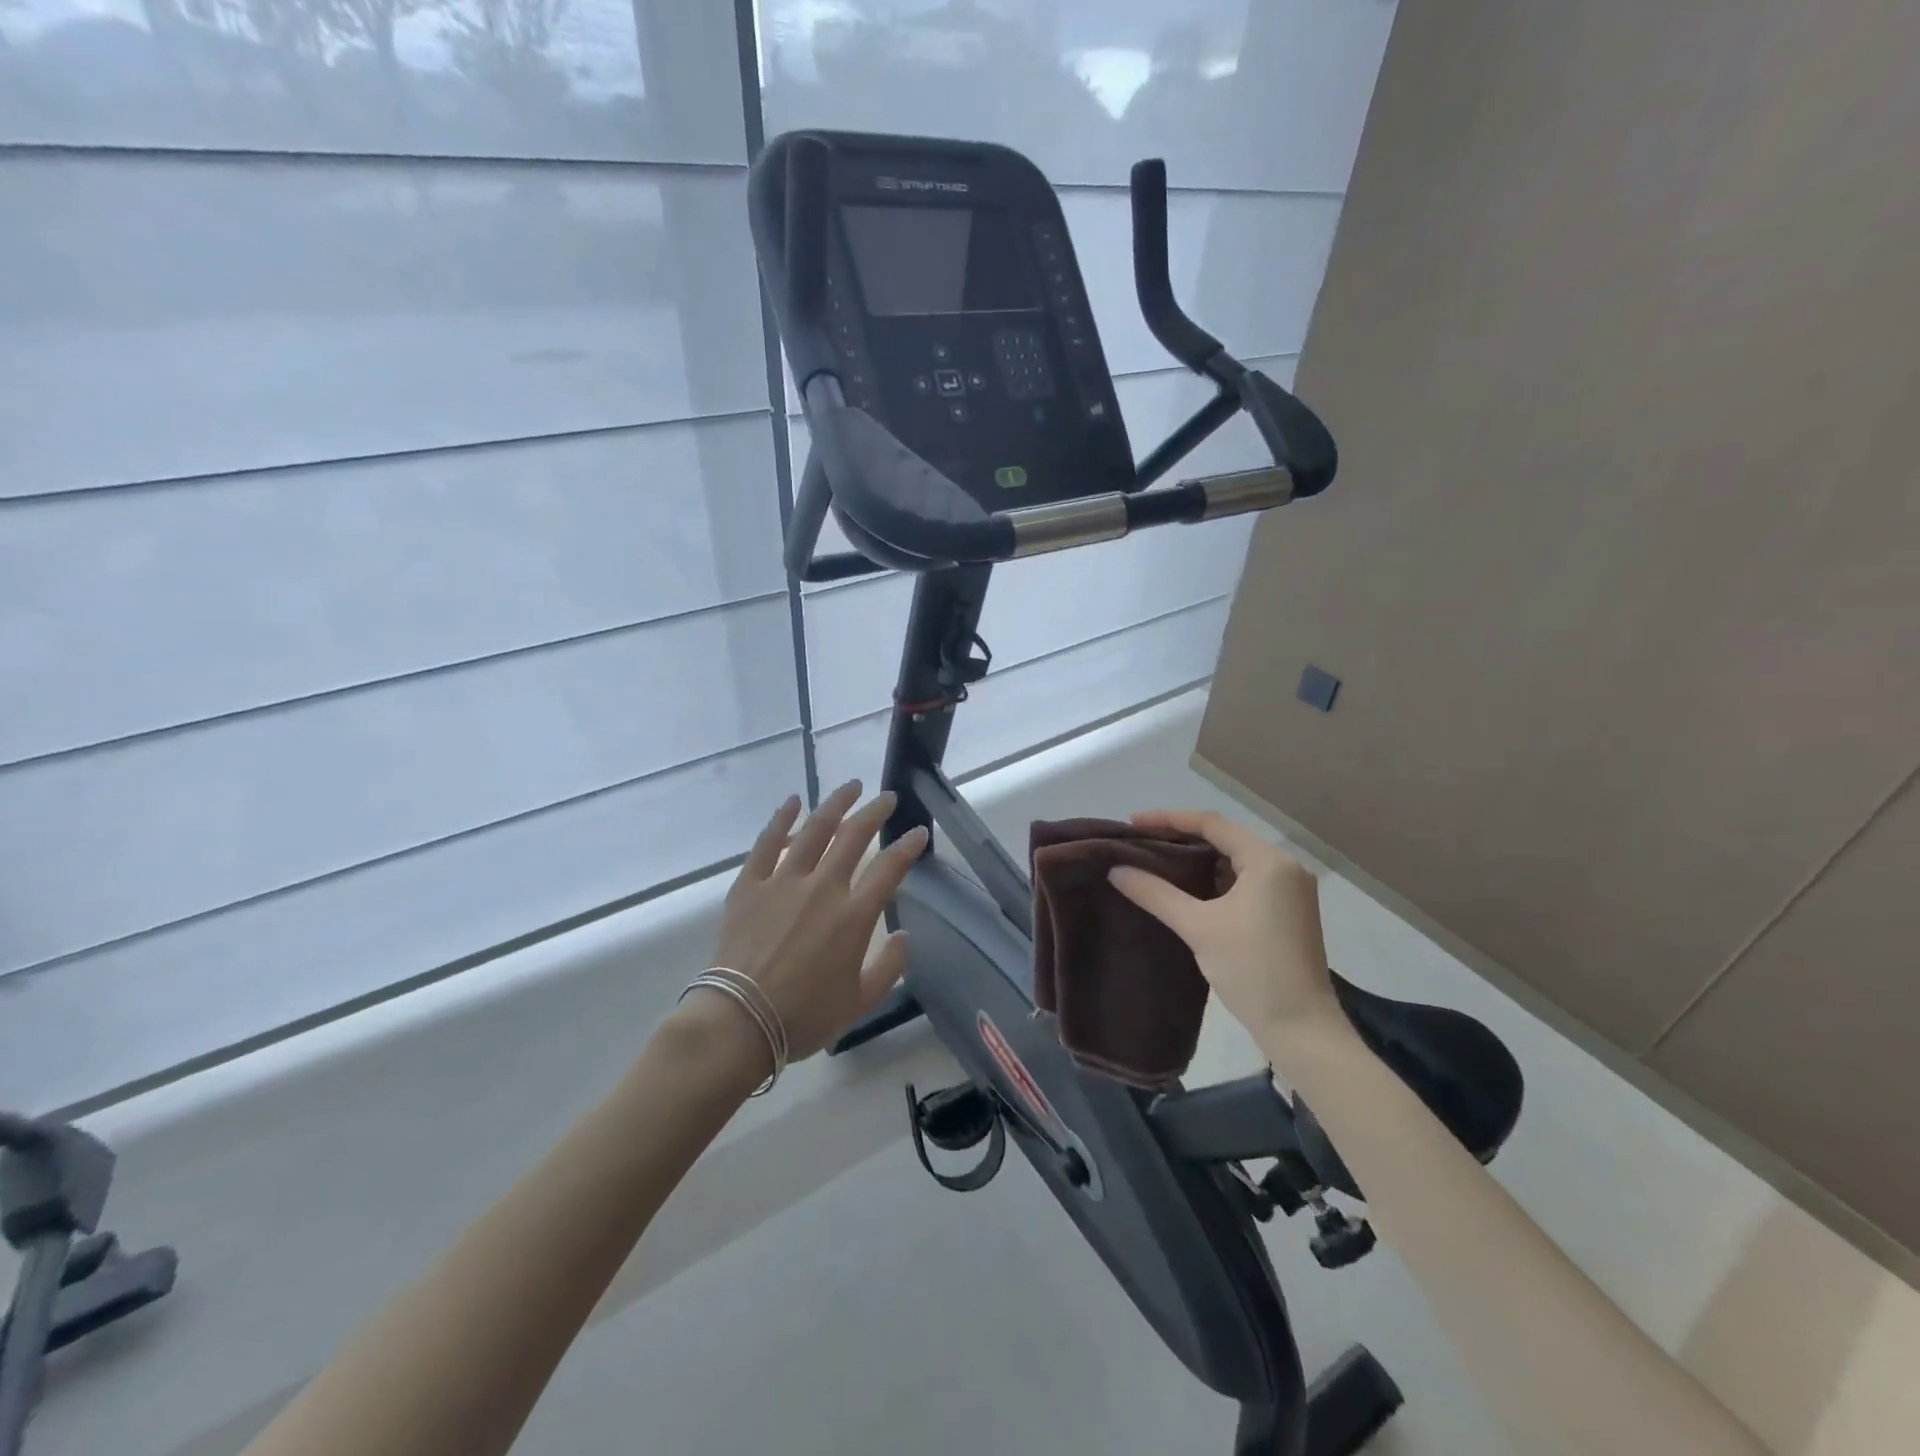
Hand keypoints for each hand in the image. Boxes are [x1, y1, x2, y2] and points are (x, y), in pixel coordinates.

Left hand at [701, 782, 928, 1063]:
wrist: (739, 1022)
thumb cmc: (804, 1017)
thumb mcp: (860, 1002)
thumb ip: (889, 966)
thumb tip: (903, 936)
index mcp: (854, 916)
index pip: (890, 868)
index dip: (908, 846)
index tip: (918, 831)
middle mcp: (823, 887)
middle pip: (855, 836)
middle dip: (875, 812)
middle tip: (887, 798)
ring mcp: (784, 881)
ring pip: (815, 829)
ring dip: (836, 803)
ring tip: (851, 787)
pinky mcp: (750, 884)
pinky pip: (768, 843)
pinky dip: (782, 819)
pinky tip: (793, 802)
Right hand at [1107, 809, 1342, 1053]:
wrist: (1301, 1029)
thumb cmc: (1252, 969)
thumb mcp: (1198, 927)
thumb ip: (1155, 893)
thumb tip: (1116, 870)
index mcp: (1269, 861)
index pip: (1212, 824)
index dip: (1169, 819)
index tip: (1133, 823)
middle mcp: (1284, 867)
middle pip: (1225, 839)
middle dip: (1182, 839)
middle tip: (1141, 843)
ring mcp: (1290, 891)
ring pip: (1235, 862)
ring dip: (1198, 861)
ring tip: (1156, 863)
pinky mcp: (1287, 913)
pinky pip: (1245, 882)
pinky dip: (1215, 881)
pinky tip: (1186, 889)